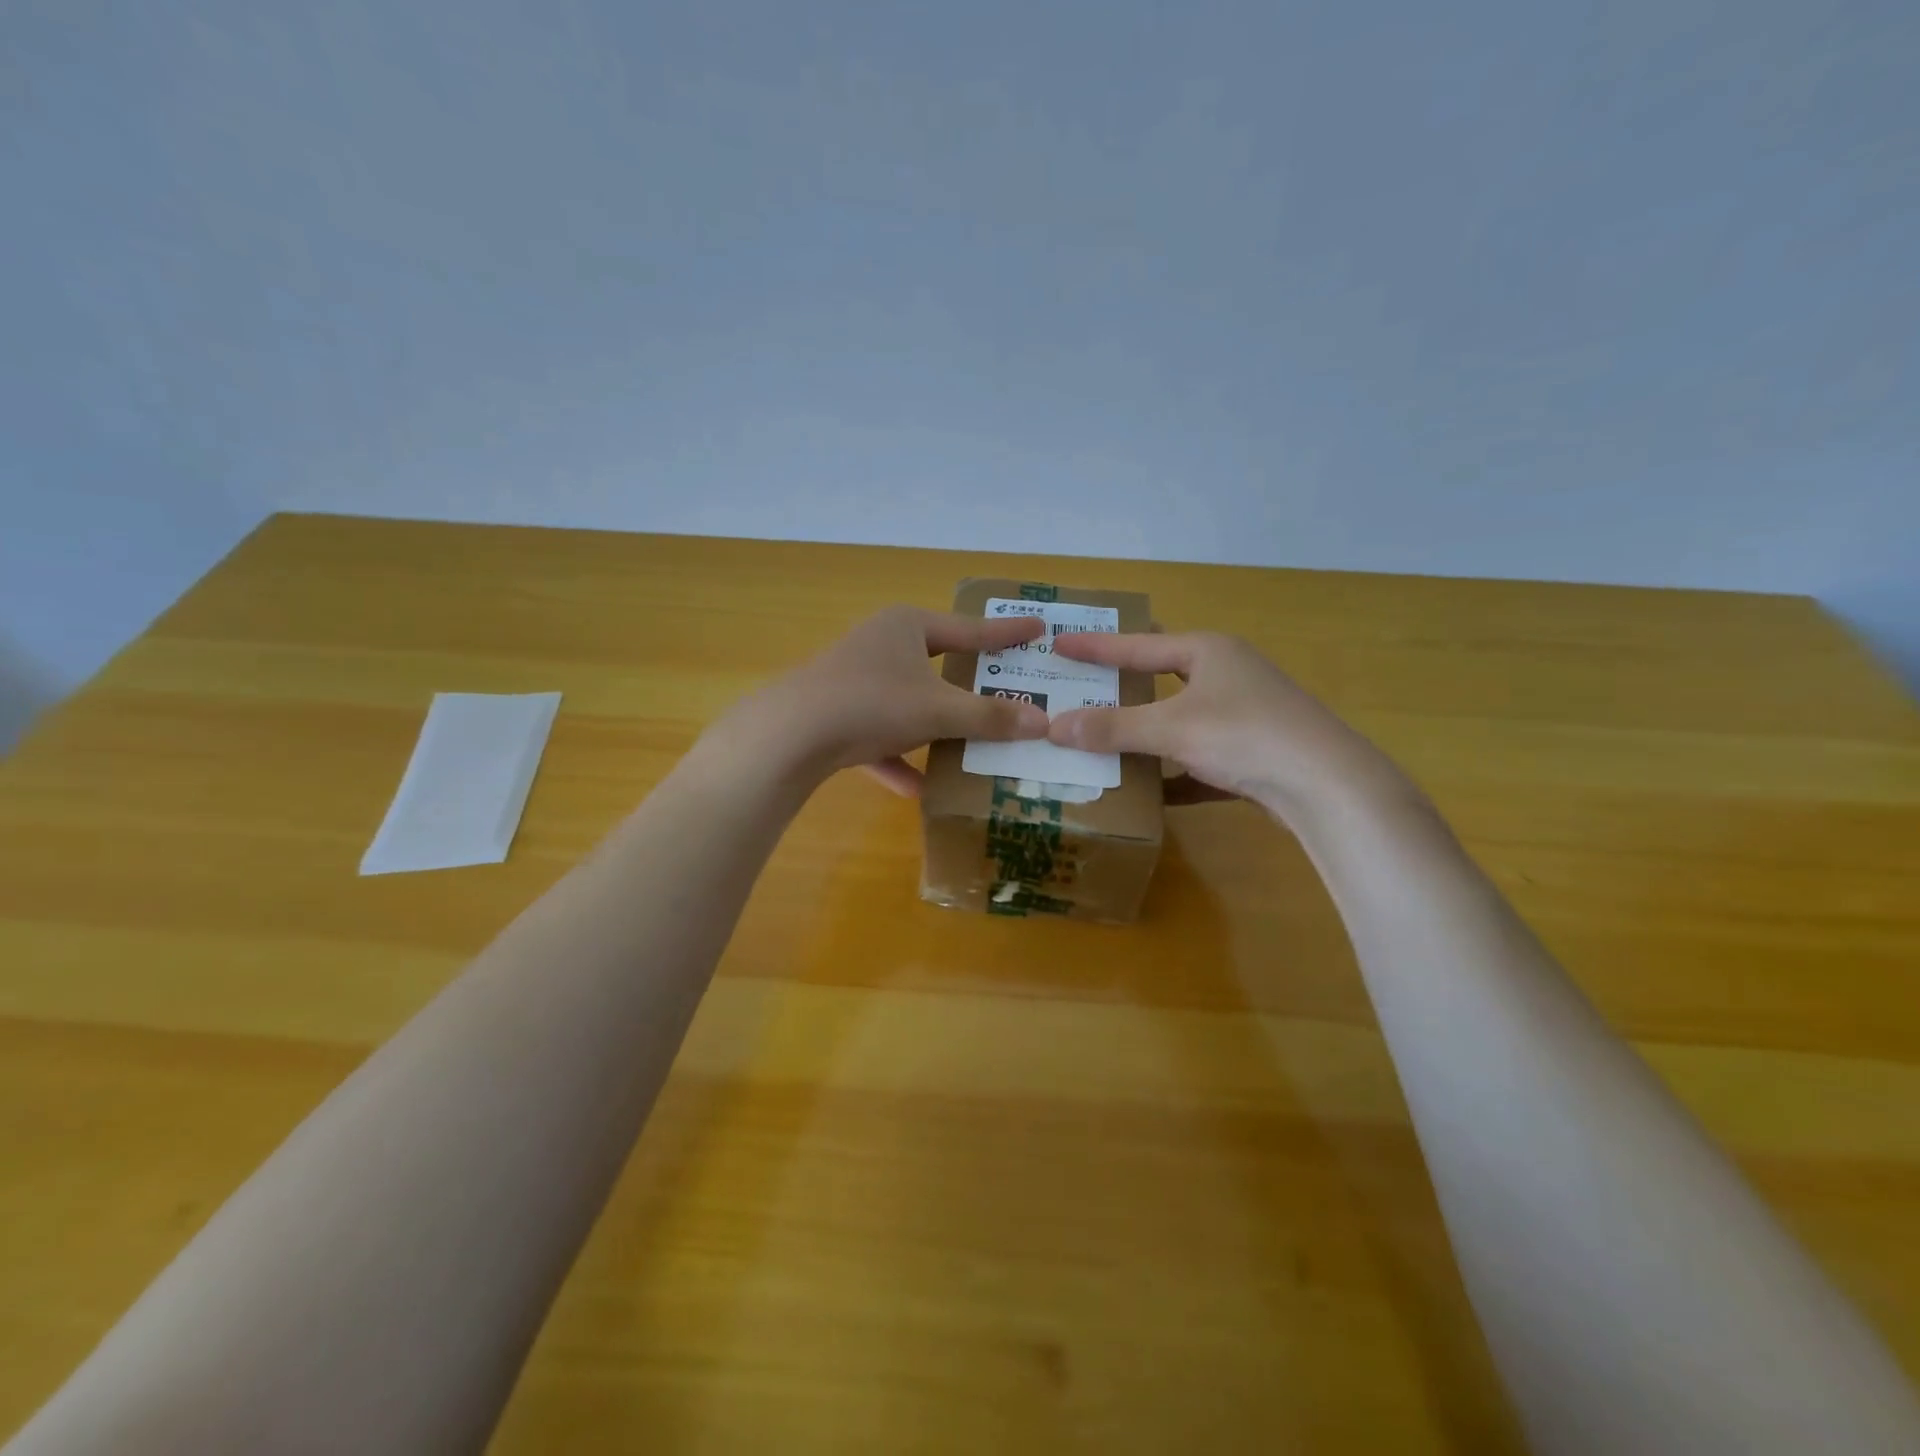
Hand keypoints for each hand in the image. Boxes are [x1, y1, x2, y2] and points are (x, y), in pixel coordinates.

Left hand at [715, 605, 1050, 793]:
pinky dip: (898, 759)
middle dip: (969, 687)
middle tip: (1007, 693)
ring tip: (971, 747)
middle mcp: (881, 644)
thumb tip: (1042, 723)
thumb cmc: (873, 703)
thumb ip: (989, 718)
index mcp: (907, 626)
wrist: (790, 734)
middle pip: (938, 665)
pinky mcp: (836, 714)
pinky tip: (918, 789)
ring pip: (908, 703)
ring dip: (936, 728)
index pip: (970, 630)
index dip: (1007, 633)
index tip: (1040, 628)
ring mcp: (855, 679)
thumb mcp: (939, 711)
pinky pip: (879, 735)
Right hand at [1047, 631, 1412, 821]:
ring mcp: (1244, 714)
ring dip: (1146, 732)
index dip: (1095, 647)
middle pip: (1161, 677)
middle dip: (1123, 685)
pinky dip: (1175, 773)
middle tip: (1081, 687)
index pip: (1137, 645)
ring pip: (1181, 720)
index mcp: (1208, 652)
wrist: (1328, 786)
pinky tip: (1151, 793)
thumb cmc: (1245, 736)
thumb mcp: (1171, 729)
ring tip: (1106, 739)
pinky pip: (1200, 759)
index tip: (1057, 644)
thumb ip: (1112, 727)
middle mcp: (1227, 674)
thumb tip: (1053, 726)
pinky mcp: (1254, 753)